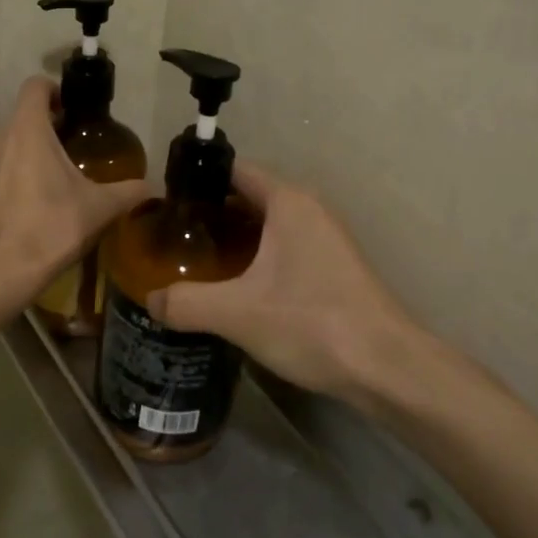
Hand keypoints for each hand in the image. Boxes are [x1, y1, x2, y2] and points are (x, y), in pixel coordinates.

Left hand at [0, 76, 149, 304]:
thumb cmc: (51, 226)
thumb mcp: (99, 209)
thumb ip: (126, 193)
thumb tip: (151, 188)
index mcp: (26, 130)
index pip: (33, 87)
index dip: (49, 92)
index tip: (62, 110)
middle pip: (1, 123)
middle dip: (19, 135)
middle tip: (40, 159)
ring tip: (17, 190)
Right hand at [146, 163, 429, 407]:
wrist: (386, 366)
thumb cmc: (312, 323)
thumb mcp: (237, 313)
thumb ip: (186, 303)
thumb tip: (150, 300)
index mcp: (288, 202)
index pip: (234, 171)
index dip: (198, 180)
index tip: (166, 201)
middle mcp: (309, 209)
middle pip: (249, 197)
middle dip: (211, 213)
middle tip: (173, 236)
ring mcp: (326, 238)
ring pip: (268, 225)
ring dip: (235, 238)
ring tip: (196, 261)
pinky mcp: (334, 267)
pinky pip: (285, 247)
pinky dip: (257, 257)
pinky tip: (236, 287)